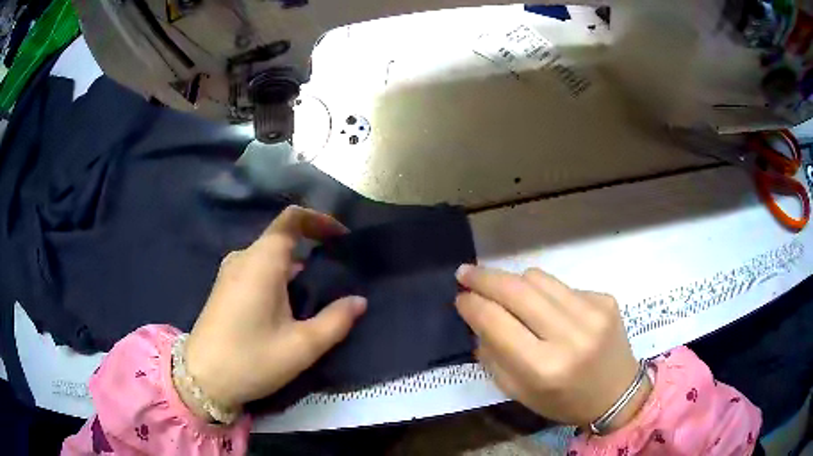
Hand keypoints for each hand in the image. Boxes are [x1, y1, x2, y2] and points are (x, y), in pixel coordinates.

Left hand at [182, 206, 366, 413]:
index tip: (342, 237)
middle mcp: (243, 258)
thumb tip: (359, 301)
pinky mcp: (225, 287)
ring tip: (318, 290)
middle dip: (312, 246)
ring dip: (296, 264)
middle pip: (282, 237)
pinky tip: (290, 304)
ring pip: (270, 255)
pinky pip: (258, 268)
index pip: (291, 219)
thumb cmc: (251, 360)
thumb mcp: (301, 347)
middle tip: (338, 270)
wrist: (201, 378)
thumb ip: (335, 321)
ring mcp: (230, 271)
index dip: (319, 220)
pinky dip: (280, 275)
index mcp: (261, 261)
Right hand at [455, 265, 650, 429]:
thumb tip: (478, 316)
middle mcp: (570, 335)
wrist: (618, 393)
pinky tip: (547, 308)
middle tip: (465, 273)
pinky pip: (562, 285)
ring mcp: (592, 312)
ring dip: (514, 281)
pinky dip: (545, 292)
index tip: (460, 297)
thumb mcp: (519, 392)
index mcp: (544, 367)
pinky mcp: (605, 298)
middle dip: (484, 278)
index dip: (472, 305)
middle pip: (517, 290)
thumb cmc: (563, 401)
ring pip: (538, 278)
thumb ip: (493, 355)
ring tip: (506, 293)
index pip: (496, 322)